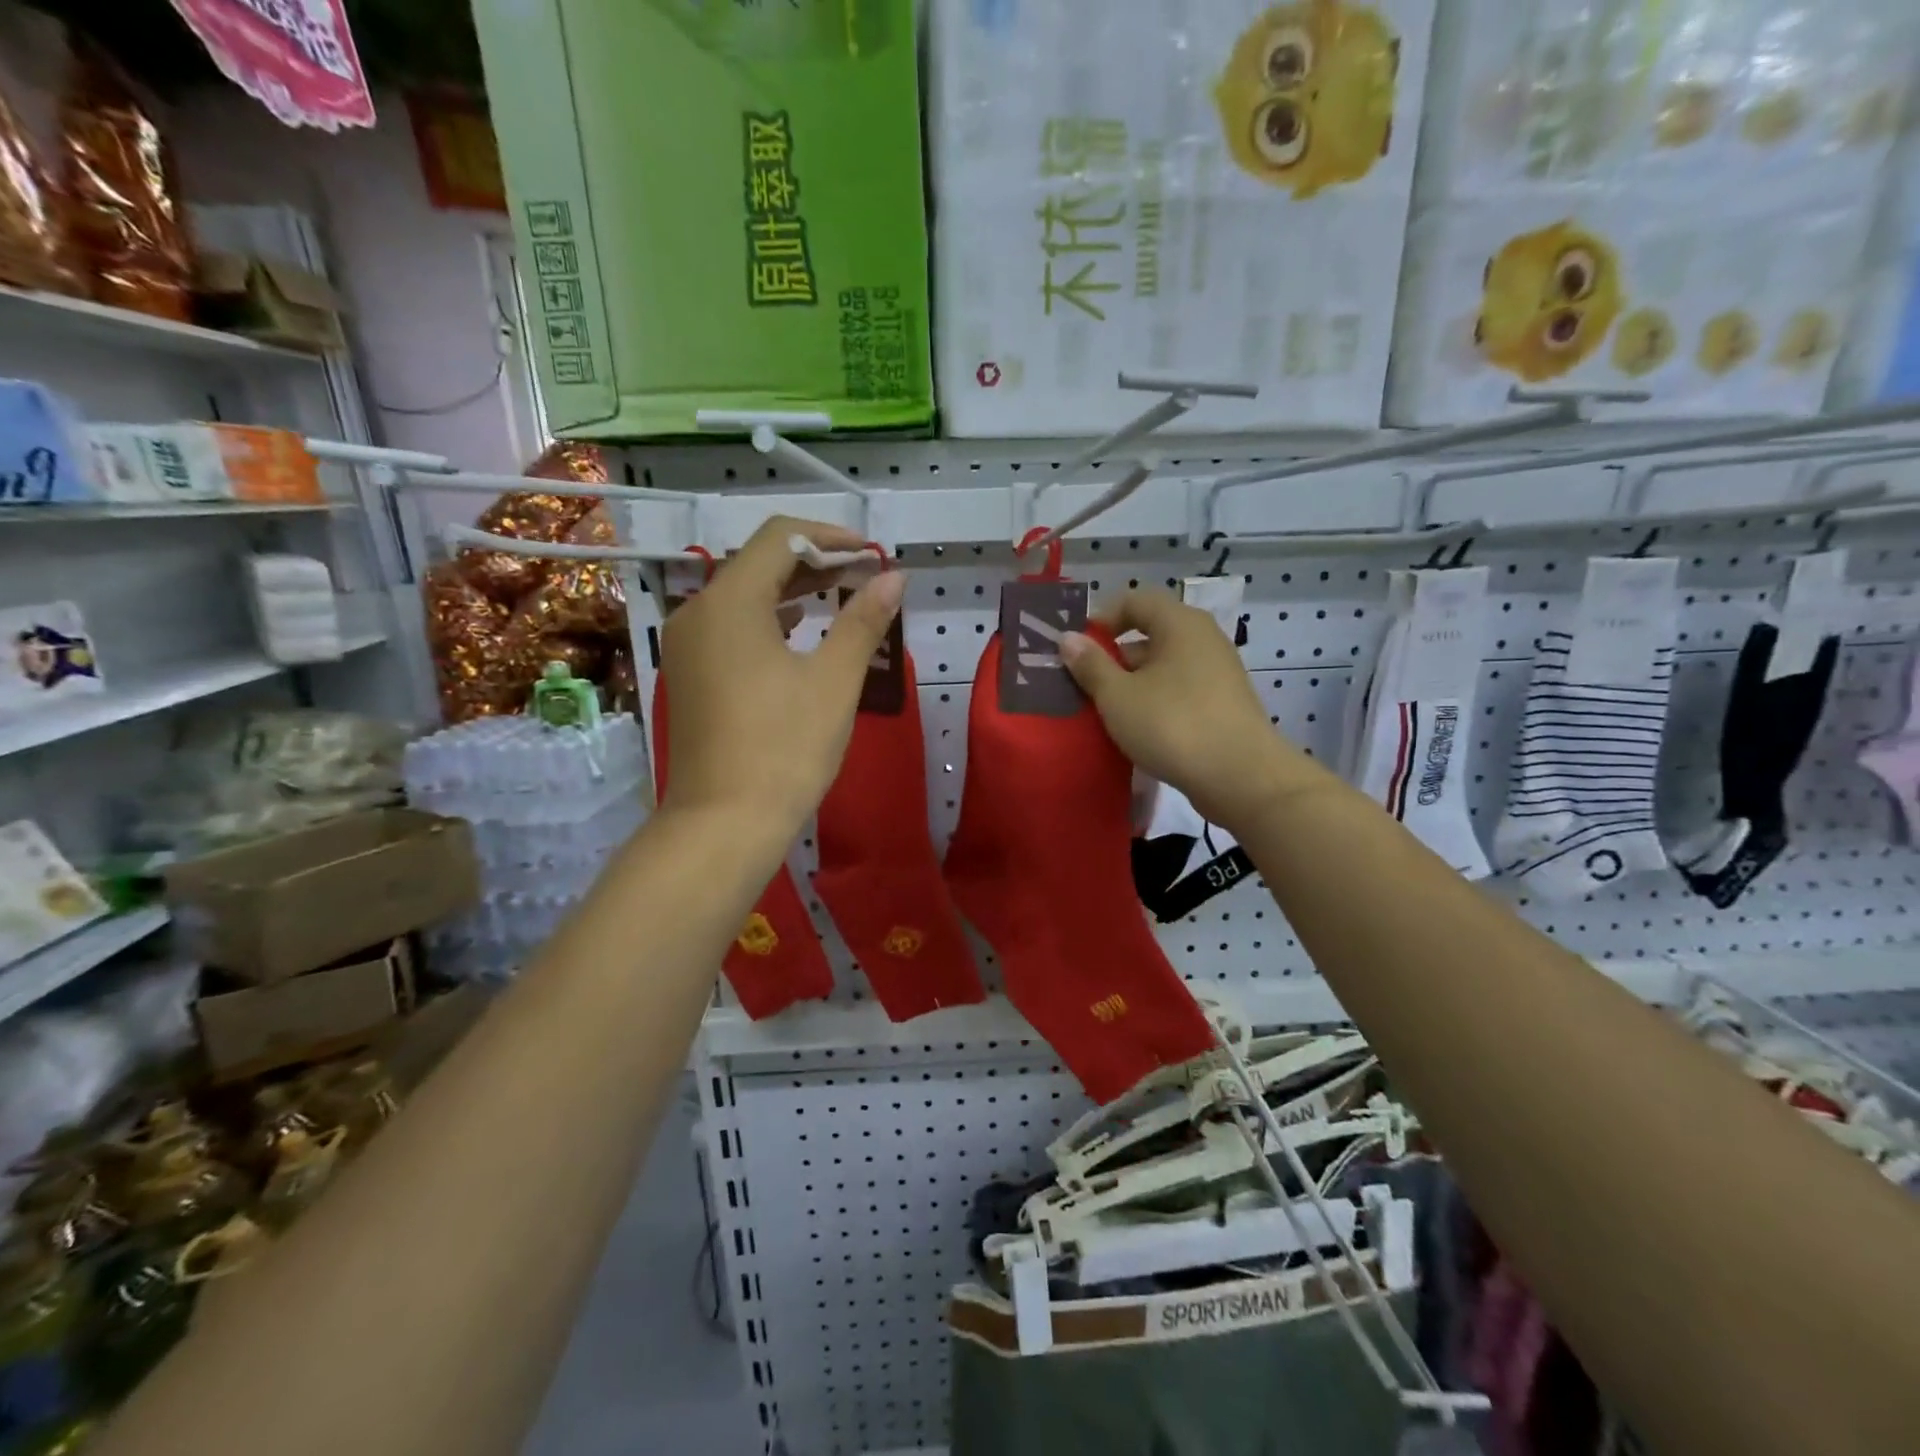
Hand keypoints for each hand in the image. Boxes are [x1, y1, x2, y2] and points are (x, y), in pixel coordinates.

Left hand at [659, 518, 904, 837]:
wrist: (723, 823)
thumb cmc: (785, 748)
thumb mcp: (834, 681)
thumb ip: (863, 621)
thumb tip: (893, 578)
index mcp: (730, 602)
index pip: (780, 538)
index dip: (830, 537)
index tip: (871, 555)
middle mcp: (698, 612)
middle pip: (759, 563)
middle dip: (815, 563)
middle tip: (866, 576)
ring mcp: (688, 645)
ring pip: (744, 596)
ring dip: (793, 591)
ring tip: (842, 598)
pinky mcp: (690, 674)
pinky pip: (731, 627)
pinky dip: (769, 619)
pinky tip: (800, 632)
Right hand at [1060, 589, 1323, 831]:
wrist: (1241, 777)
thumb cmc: (1173, 725)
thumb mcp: (1118, 696)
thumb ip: (1090, 665)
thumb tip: (1068, 638)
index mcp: (1180, 623)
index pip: (1135, 600)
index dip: (1101, 619)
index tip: (1077, 650)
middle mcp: (1203, 639)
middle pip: (1149, 634)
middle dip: (1113, 658)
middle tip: (1084, 686)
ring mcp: (1217, 672)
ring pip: (1163, 667)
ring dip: (1132, 684)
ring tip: (1105, 713)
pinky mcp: (1223, 704)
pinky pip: (1179, 691)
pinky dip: (1155, 702)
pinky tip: (1137, 731)